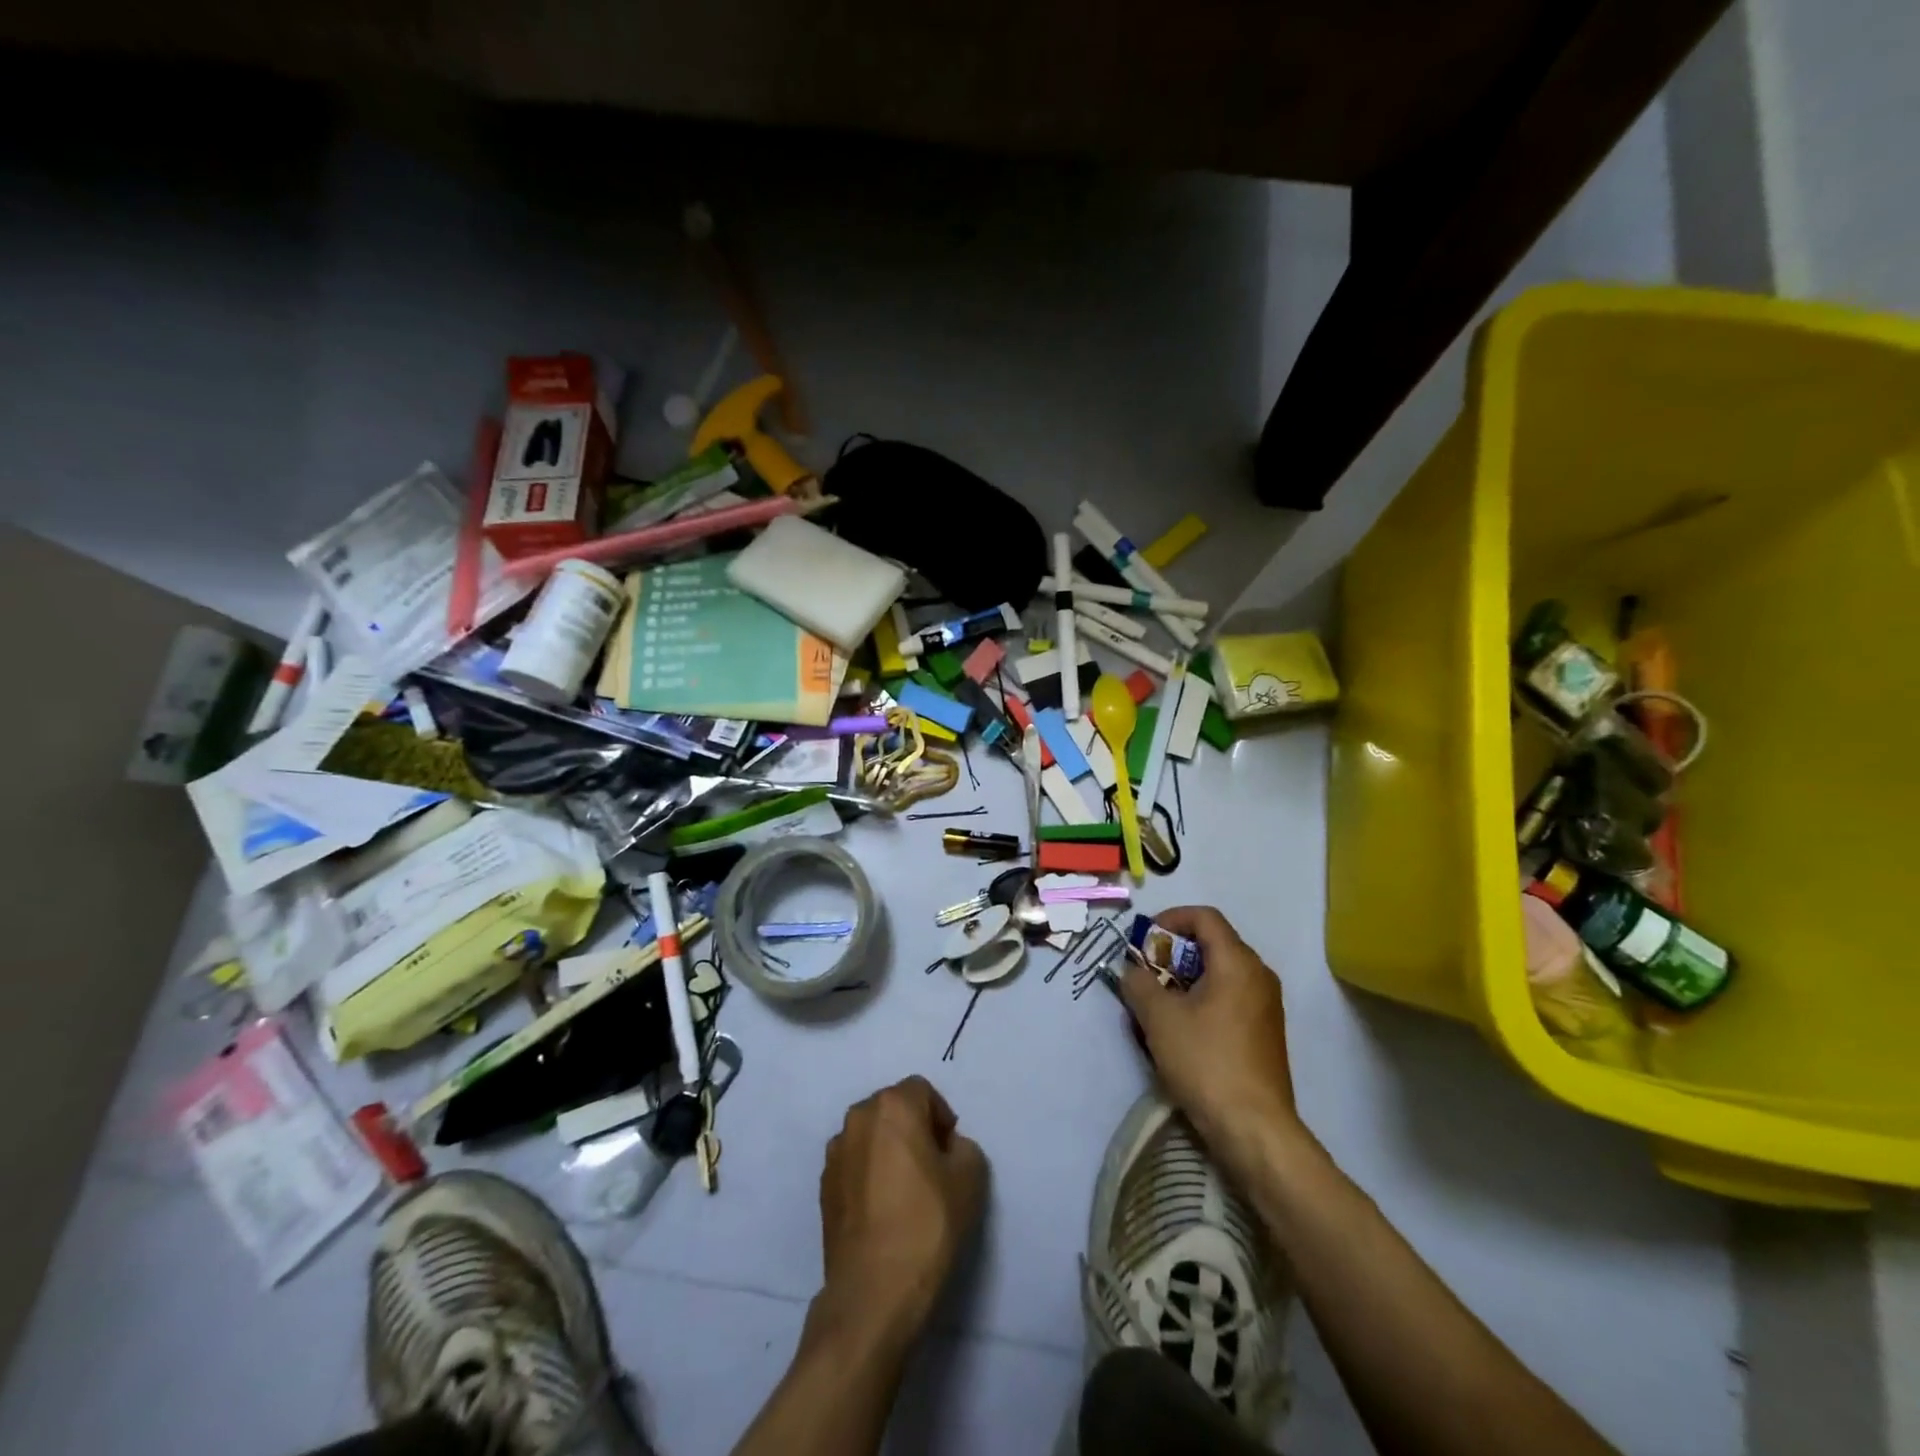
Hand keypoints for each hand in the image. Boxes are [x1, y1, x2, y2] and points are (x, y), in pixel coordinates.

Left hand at [811, 1076, 987, 1355]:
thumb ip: (962, 1147)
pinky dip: (869, 1175)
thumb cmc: (927, 1224)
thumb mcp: (971, 1178)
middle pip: (893, 1109)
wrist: (874, 1291)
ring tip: (905, 1192)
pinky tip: (883, 1211)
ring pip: (871, 1137)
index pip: (923, 1091)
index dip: (941, 1118)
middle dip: (913, 1129)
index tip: (950, 1153)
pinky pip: (854, 1165)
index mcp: (892, 1106)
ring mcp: (835, 1152)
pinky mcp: (823, 1186)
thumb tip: (944, 1148)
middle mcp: (858, 1118)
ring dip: (888, 1151)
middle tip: (932, 1169)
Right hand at [1118, 906, 1301, 1171]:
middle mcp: (1258, 975)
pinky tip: (1179, 1029)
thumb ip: (1139, 983)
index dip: (1169, 919)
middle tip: (1144, 974)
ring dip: (1183, 978)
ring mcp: (1265, 1005)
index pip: (1204, 916)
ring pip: (1218, 972)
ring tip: (1156, 1004)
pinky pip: (1228, 997)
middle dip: (1172, 952)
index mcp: (1237, 962)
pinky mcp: (1263, 1032)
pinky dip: (1201, 999)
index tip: (1143, 942)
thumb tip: (1133, 971)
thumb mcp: (1159, 1018)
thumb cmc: (1206, 1061)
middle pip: (1211, 943)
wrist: (1254, 1128)